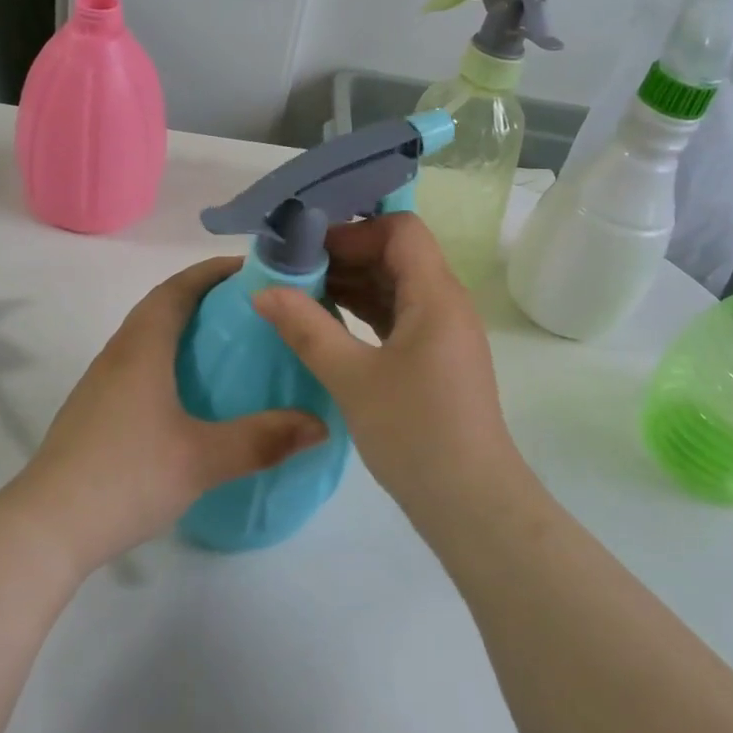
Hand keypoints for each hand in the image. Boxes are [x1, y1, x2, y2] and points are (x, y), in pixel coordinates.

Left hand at [11, 258, 327, 571]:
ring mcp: (101, 383)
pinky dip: (169, 359)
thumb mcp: (202, 459)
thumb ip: (263, 440)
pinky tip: (190, 395)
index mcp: (142, 348)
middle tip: (252, 309)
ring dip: (184, 328)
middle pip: (162, 306)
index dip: (214, 271)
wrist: (46, 528)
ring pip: (147, 336)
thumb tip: (319, 425)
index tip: (253, 269)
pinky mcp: (94, 411)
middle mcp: (118, 354)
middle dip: (205, 296)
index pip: (178, 288)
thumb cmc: (126, 477)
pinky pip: (138, 365)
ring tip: (228, 347)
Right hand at [252, 214, 517, 515]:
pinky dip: (363, 311)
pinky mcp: (434, 357)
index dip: (354, 229)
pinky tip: (325, 322)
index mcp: (435, 295)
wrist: (470, 503)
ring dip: (351, 283)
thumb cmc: (415, 433)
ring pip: (395, 286)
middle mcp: (445, 303)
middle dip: (344, 254)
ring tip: (299, 292)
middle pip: (396, 254)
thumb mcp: (352, 378)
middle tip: (292, 268)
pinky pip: (397, 315)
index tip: (307, 247)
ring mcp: (442, 332)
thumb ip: (306, 329)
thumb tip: (262, 291)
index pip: (400, 230)